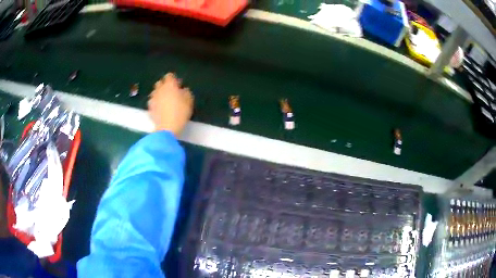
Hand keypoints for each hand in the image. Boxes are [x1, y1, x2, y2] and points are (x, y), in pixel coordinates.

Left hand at [148, 73, 193, 136]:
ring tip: (165, 101)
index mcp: (170, 85)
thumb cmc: (180, 112)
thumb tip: (183, 90)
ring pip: (155, 92)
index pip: (169, 76)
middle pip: (160, 83)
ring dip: (159, 94)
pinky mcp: (150, 108)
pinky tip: (161, 108)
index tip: (178, 85)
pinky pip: (153, 102)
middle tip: (171, 92)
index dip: (174, 79)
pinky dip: (156, 103)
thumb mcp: (189, 101)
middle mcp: (159, 89)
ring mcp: (153, 99)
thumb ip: (186, 92)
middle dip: (164, 85)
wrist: (167, 128)